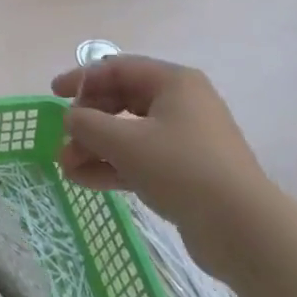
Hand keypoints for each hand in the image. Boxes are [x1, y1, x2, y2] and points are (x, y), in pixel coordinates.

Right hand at [51, 54, 274, 279]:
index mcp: (173, 82)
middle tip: (63, 139)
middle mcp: (181, 103)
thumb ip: (87, 123)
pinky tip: (84, 182)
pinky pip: (141, 159)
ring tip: (66, 167)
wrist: (242, 229)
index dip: (81, 79)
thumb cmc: (181, 168)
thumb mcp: (125, 141)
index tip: (53, 95)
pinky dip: (113, 166)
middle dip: (87, 121)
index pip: (116, 68)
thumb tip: (70, 119)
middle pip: (121, 101)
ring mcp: (186, 139)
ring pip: (129, 133)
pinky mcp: (187, 172)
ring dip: (95, 147)